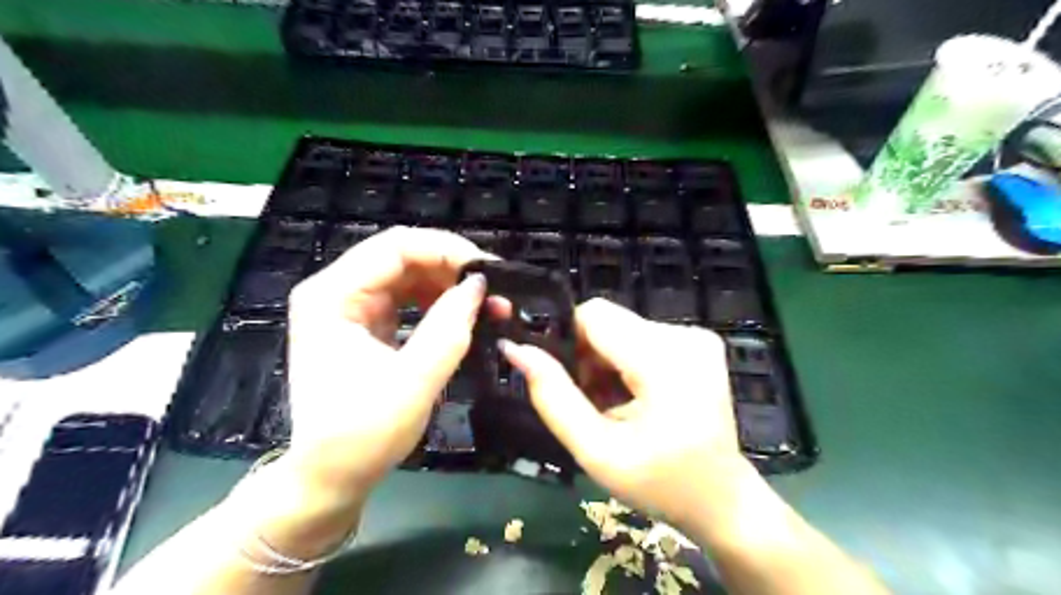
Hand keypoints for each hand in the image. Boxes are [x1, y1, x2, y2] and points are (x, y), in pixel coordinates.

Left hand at [284, 227, 491, 506]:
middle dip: (451, 268)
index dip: (446, 250)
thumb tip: (478, 285)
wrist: (331, 477)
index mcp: (332, 296)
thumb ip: (448, 328)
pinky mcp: (364, 324)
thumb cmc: (363, 435)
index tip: (488, 270)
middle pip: (401, 256)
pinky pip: (407, 298)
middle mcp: (336, 291)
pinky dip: (438, 303)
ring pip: (408, 275)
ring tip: (486, 306)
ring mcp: (349, 307)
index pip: (395, 247)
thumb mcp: (413, 381)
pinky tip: (463, 316)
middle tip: (493, 291)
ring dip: (449, 286)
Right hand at [502, 300, 748, 532]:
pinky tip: (635, 397)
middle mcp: (685, 336)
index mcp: (664, 361)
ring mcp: (697, 337)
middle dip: (588, 357)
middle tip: (593, 403)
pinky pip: (642, 336)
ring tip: (614, 405)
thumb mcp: (596, 450)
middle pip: (608, 321)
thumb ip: (553, 397)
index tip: (569, 383)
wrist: (722, 499)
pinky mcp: (700, 343)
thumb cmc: (659, 483)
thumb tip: (516, 349)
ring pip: (622, 328)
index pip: (594, 315)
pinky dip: (628, 362)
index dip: (569, 342)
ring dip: (607, 361)